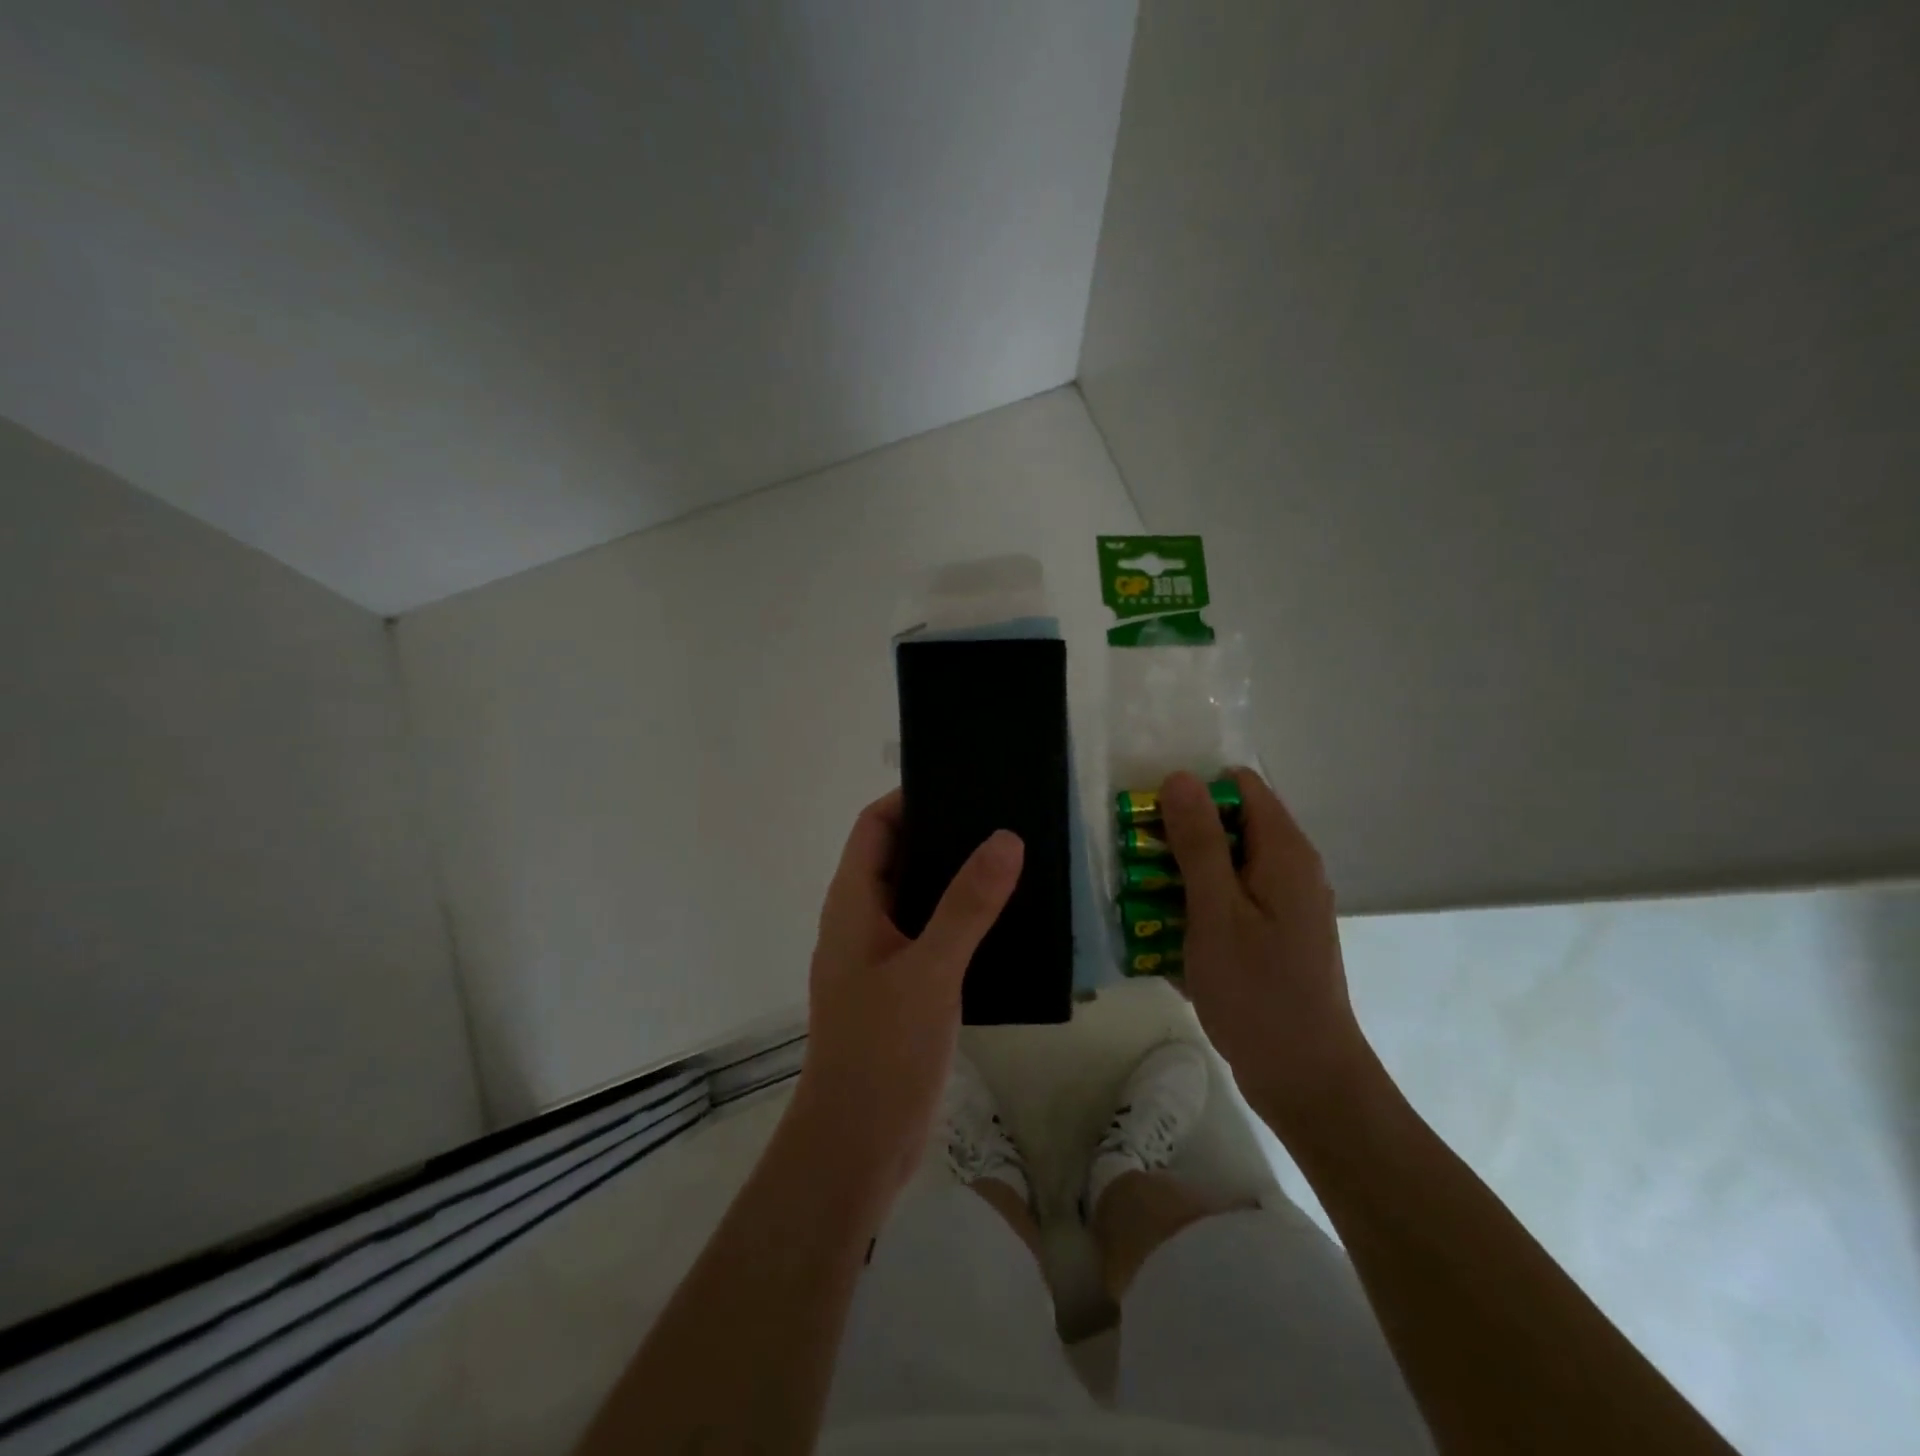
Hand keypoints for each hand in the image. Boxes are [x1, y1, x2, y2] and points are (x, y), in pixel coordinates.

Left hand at [789, 790, 1022, 1204]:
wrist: (858, 1146)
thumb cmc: (883, 1050)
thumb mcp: (930, 970)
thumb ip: (967, 904)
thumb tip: (1005, 837)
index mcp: (853, 903)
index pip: (875, 826)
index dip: (911, 798)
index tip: (964, 784)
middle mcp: (861, 921)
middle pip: (899, 857)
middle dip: (944, 835)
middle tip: (1003, 818)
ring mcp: (880, 957)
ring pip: (918, 898)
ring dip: (957, 880)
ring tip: (1014, 861)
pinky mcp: (901, 989)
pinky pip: (931, 936)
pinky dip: (961, 921)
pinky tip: (1004, 924)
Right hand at [1159, 768, 1374, 1128]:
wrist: (1305, 1080)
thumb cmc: (1257, 992)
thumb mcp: (1216, 911)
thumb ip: (1198, 841)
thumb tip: (1180, 777)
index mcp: (1284, 853)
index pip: (1239, 787)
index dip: (1193, 794)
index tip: (1151, 821)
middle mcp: (1289, 870)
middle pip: (1229, 827)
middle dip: (1178, 840)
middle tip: (1136, 867)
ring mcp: (1282, 907)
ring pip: (1223, 868)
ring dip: (1180, 879)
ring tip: (1140, 905)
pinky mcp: (1271, 938)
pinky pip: (1227, 905)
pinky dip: (1196, 911)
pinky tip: (1164, 940)